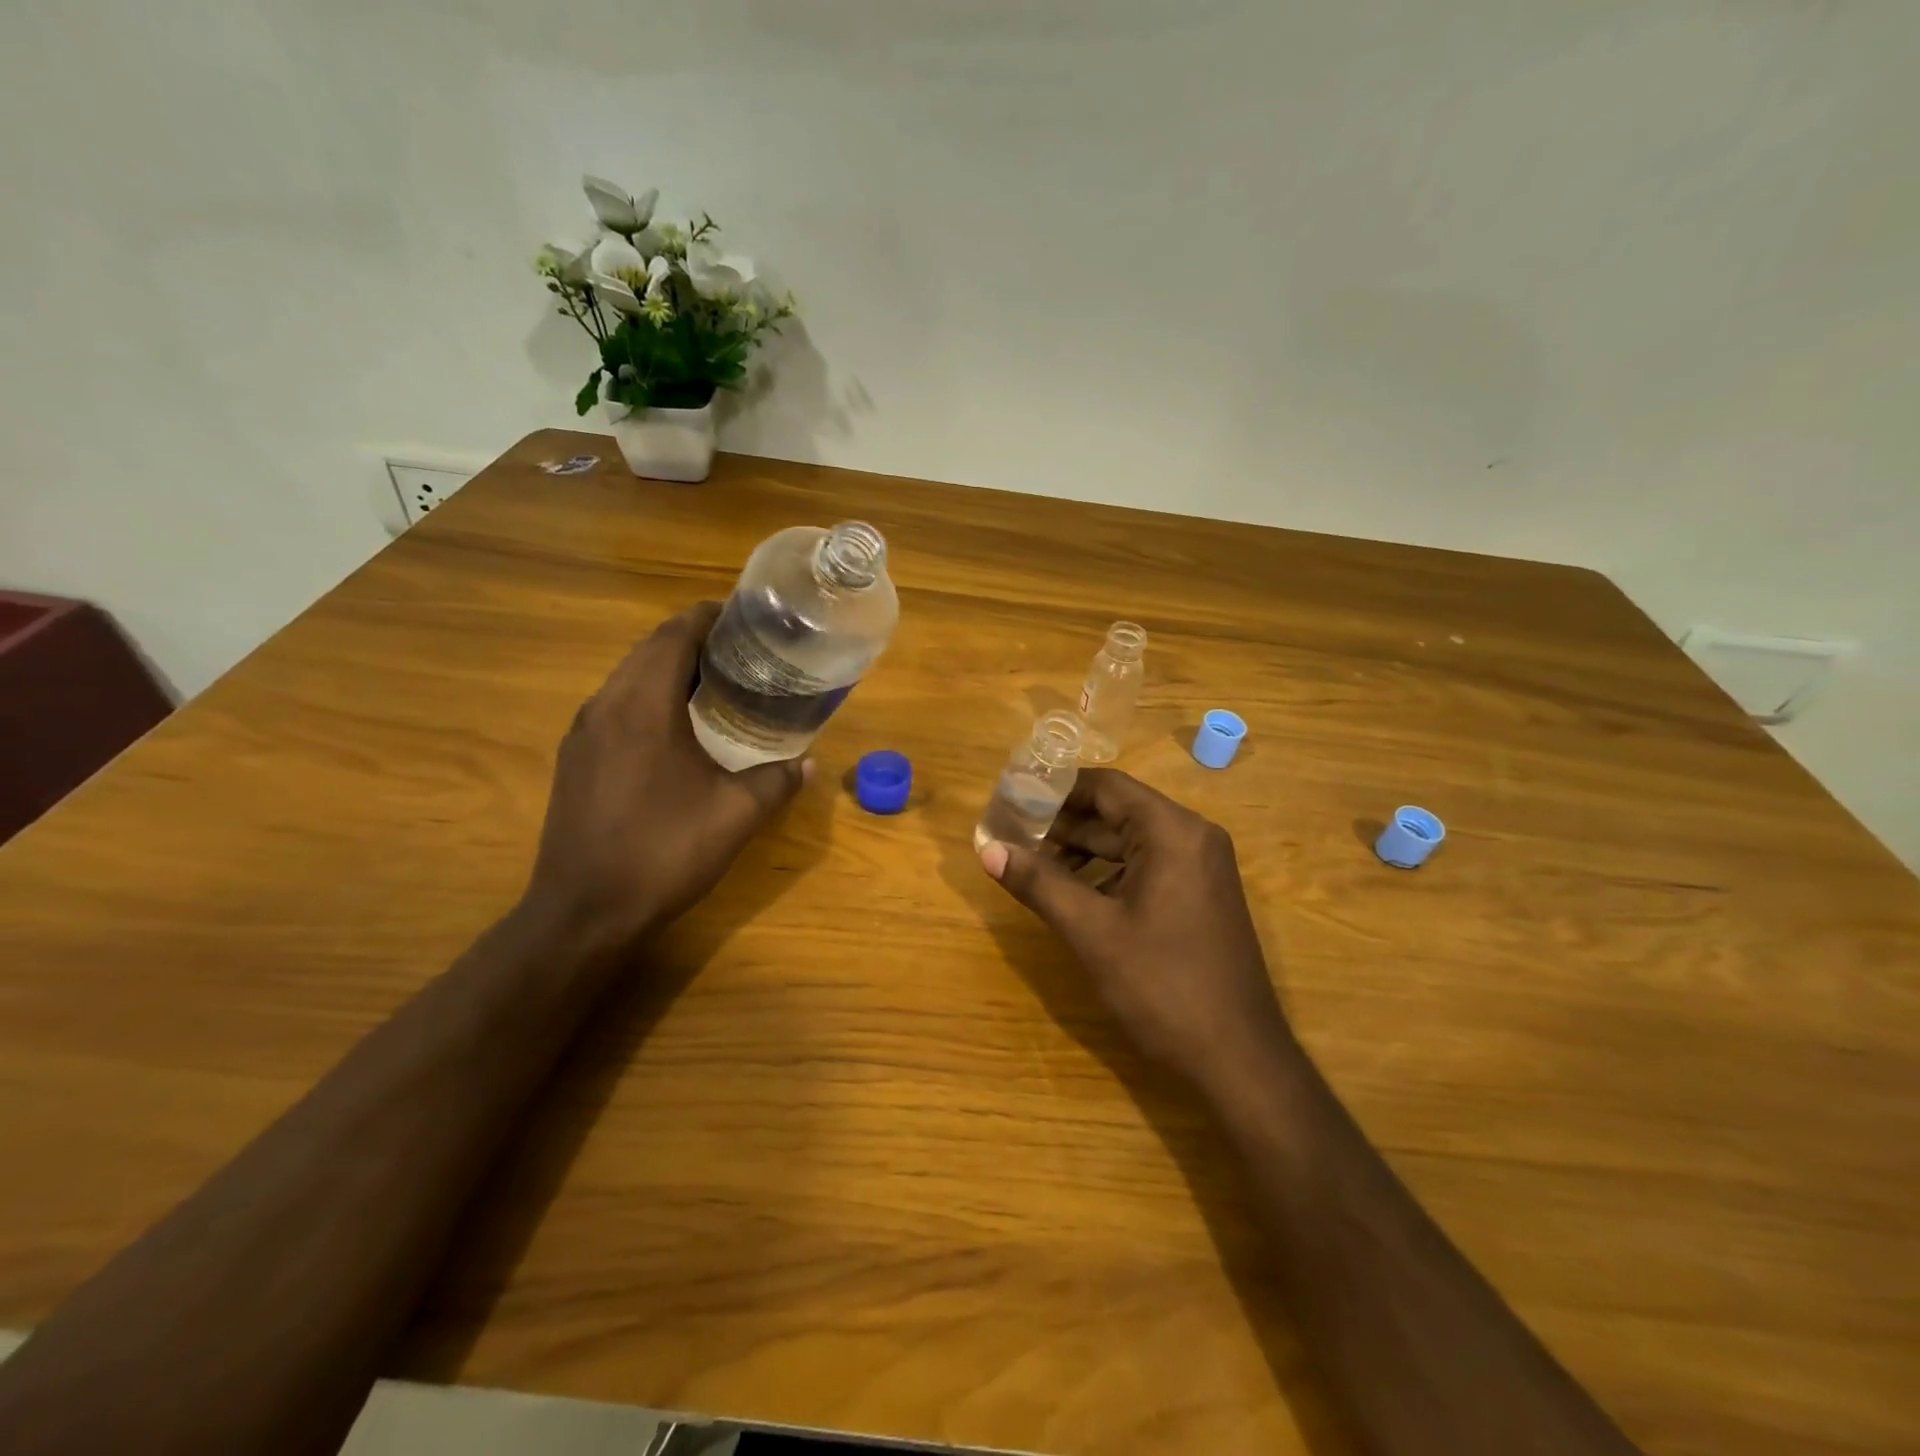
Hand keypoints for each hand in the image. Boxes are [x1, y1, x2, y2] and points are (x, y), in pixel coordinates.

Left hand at [523, 602, 808, 948]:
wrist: (584, 912)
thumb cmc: (662, 853)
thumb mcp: (734, 816)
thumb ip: (776, 782)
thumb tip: (809, 764)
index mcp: (642, 706)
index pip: (673, 635)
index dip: (708, 617)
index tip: (745, 617)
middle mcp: (604, 706)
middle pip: (648, 650)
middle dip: (693, 640)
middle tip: (742, 651)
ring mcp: (582, 733)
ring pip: (628, 678)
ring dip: (668, 668)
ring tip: (715, 681)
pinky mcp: (575, 759)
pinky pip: (615, 706)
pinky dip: (648, 697)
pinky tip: (677, 727)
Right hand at [978, 768, 1292, 1093]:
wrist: (1238, 1060)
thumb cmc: (1162, 986)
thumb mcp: (1091, 932)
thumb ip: (1039, 883)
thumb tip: (987, 849)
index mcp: (1172, 832)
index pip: (1106, 787)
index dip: (1056, 789)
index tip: (1014, 799)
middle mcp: (1193, 838)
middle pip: (1117, 812)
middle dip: (1064, 824)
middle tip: (1012, 834)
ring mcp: (1201, 869)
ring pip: (1130, 842)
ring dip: (1083, 850)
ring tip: (1033, 866)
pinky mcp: (1201, 897)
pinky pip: (1147, 867)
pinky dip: (1108, 873)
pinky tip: (1074, 895)